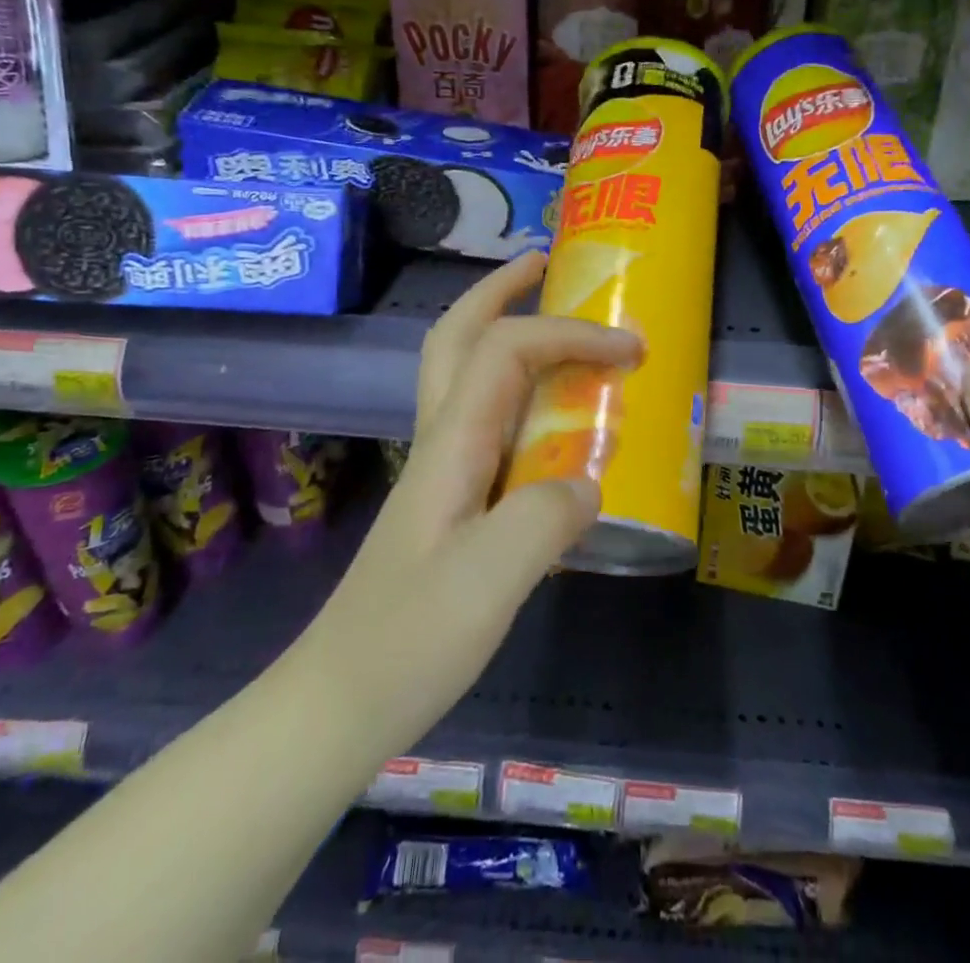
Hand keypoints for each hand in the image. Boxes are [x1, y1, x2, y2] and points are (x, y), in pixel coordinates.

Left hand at [309, 251, 641, 760]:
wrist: (339, 703)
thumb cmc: (408, 641)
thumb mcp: (489, 582)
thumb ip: (545, 519)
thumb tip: (589, 482)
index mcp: (451, 442)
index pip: (508, 349)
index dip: (570, 333)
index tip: (630, 350)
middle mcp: (442, 439)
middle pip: (459, 336)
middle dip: (501, 288)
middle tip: (546, 265)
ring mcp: (442, 468)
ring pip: (468, 373)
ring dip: (508, 330)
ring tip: (558, 326)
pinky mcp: (452, 500)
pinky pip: (489, 421)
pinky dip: (522, 393)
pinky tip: (554, 420)